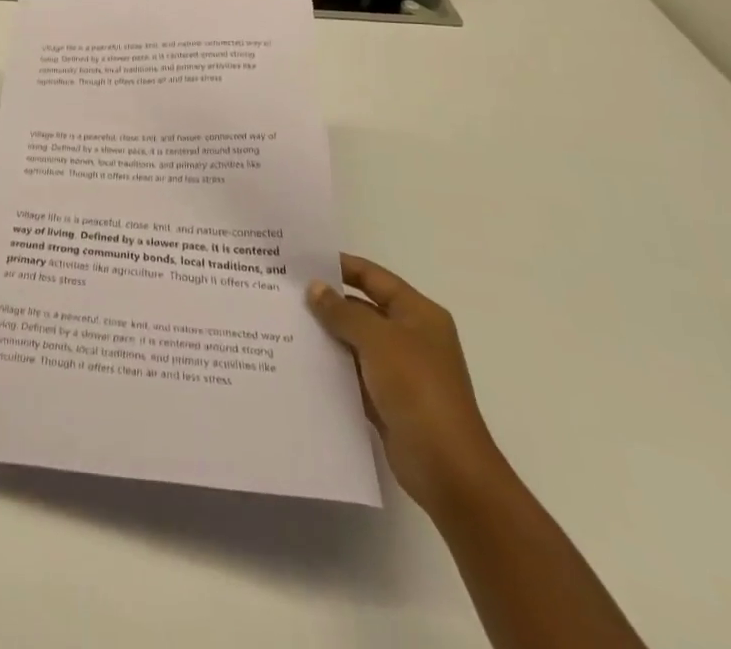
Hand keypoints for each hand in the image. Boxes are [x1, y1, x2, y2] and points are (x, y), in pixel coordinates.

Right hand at [307, 255, 508, 516]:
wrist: (447, 469)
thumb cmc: (417, 389)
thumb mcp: (378, 340)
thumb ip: (343, 311)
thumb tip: (315, 288)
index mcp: (418, 314)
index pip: (373, 277)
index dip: (340, 265)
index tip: (301, 262)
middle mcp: (410, 336)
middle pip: (363, 308)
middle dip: (327, 301)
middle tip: (284, 292)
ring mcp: (400, 370)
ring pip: (355, 342)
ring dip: (326, 335)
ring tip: (283, 322)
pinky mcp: (387, 400)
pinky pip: (353, 373)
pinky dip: (332, 367)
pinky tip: (299, 361)